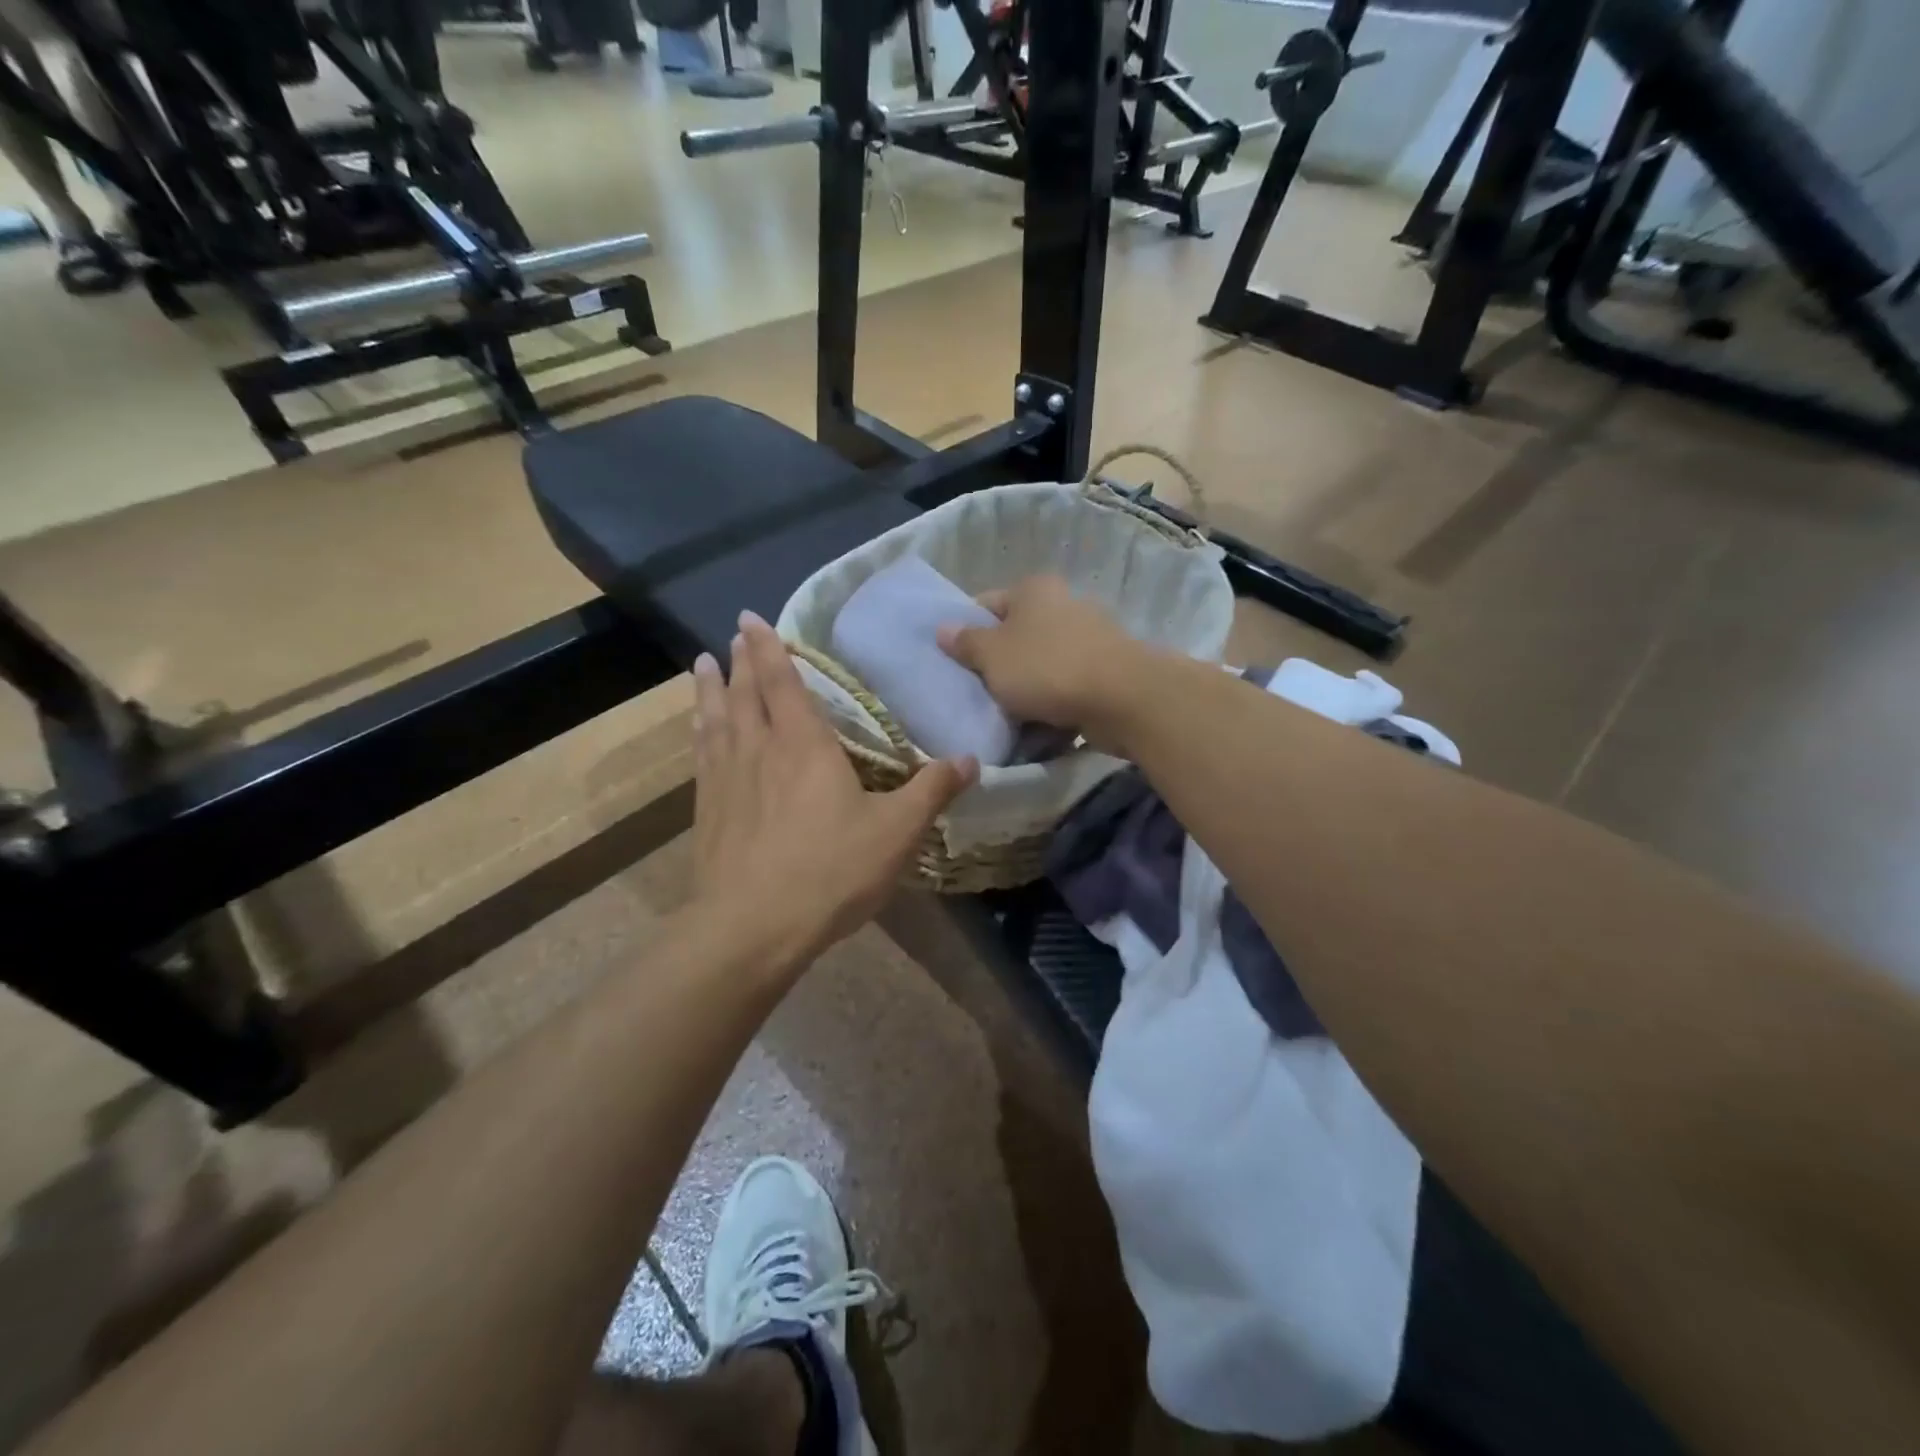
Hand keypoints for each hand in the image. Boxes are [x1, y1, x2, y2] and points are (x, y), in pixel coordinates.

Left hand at [691, 612, 976, 971]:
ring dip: (710, 690)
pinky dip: (699, 733)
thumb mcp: (896, 832)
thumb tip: (970, 760)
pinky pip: (701, 755)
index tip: (751, 619)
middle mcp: (759, 750)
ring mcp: (726, 779)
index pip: (781, 681)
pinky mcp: (707, 810)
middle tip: (734, 636)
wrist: (752, 926)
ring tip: (701, 666)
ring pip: (715, 720)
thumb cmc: (830, 871)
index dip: (767, 648)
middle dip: (740, 662)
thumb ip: (932, 791)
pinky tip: (698, 733)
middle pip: (744, 694)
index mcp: (804, 745)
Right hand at [935, 576, 1154, 747]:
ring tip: (1005, 714)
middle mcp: (1063, 604)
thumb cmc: (1046, 668)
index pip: (986, 603)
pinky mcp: (1106, 671)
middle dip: (997, 663)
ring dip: (1026, 687)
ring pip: (1042, 663)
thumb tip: (943, 628)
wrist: (1122, 698)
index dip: (966, 629)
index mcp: (1033, 589)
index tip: (953, 661)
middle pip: (1017, 635)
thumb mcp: (992, 656)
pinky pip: (1067, 686)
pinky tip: (1040, 724)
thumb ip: (966, 643)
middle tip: (976, 692)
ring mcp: (1089, 638)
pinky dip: (1053, 702)